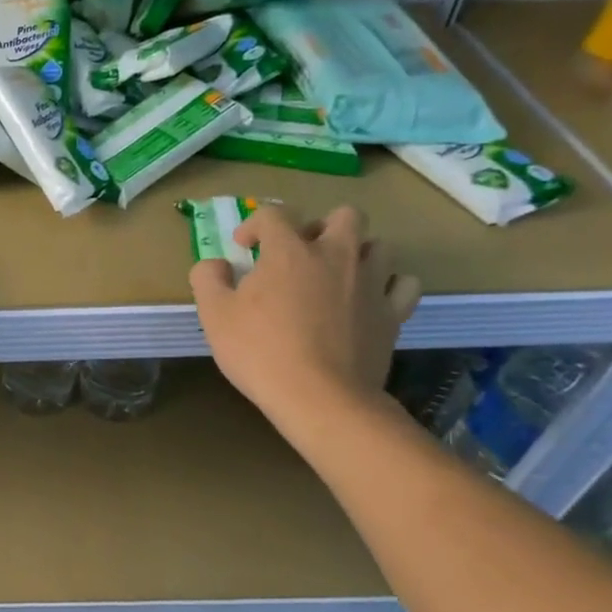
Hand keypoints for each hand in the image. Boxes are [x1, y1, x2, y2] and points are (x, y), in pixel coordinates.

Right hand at [190, 203, 420, 431]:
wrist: (320, 398)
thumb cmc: (260, 352)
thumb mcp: (214, 315)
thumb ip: (208, 278)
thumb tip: (215, 264)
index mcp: (289, 251)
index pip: (274, 214)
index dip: (254, 224)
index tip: (243, 248)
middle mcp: (335, 256)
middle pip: (344, 215)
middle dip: (321, 227)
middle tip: (301, 254)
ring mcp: (370, 283)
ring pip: (378, 245)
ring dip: (357, 253)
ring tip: (337, 276)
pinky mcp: (393, 314)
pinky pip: (404, 285)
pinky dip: (389, 285)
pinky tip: (371, 299)